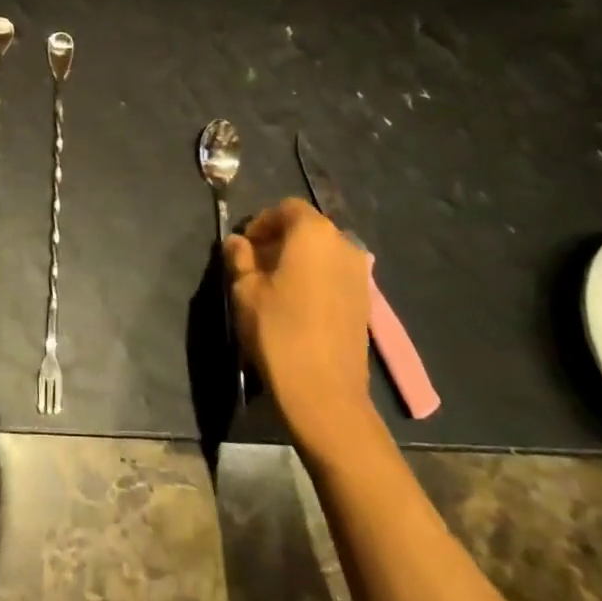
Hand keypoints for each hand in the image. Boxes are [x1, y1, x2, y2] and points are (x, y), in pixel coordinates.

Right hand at [224, 198, 375, 439]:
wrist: (324, 392)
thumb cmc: (278, 331)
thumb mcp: (245, 291)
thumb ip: (240, 258)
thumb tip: (236, 242)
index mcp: (313, 233)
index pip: (286, 208)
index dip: (261, 222)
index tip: (243, 246)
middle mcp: (343, 244)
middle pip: (307, 228)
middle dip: (279, 240)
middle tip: (254, 264)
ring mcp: (360, 274)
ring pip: (322, 253)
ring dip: (298, 260)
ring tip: (273, 286)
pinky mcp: (365, 301)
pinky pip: (334, 275)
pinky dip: (314, 278)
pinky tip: (296, 304)